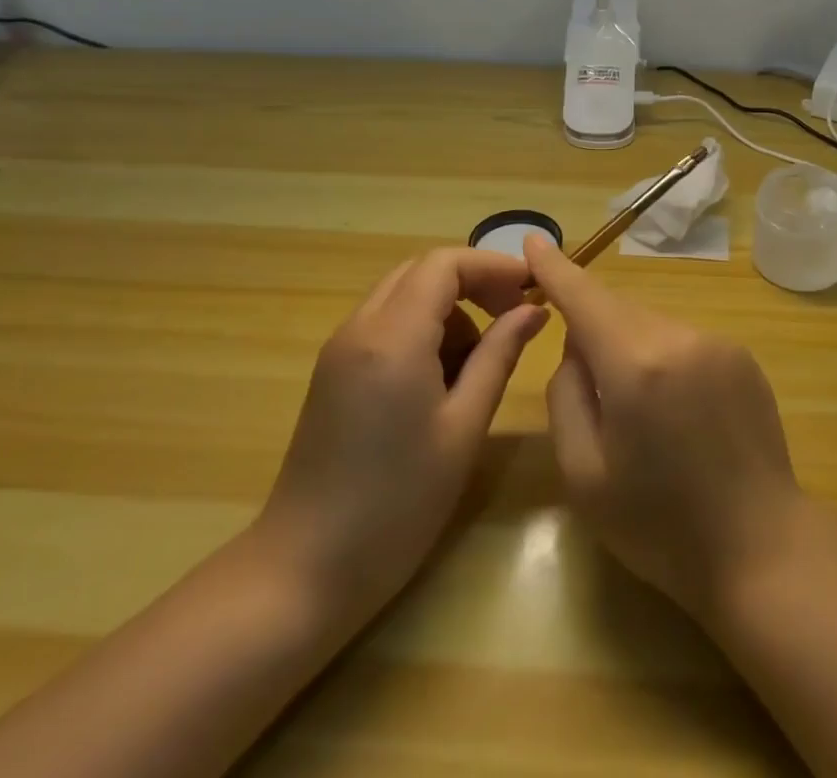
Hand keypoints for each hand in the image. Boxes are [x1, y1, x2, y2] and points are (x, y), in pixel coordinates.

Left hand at [255, 248, 548, 621]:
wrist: (303, 572)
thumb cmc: (397, 504)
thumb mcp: (463, 428)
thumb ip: (500, 356)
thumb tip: (533, 310)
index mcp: (393, 336)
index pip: (445, 264)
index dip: (492, 266)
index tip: (531, 290)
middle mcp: (360, 327)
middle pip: (422, 271)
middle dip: (472, 282)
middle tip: (513, 316)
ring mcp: (340, 349)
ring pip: (403, 295)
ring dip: (448, 309)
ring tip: (479, 362)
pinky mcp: (333, 372)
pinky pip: (385, 324)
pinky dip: (422, 330)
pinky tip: (441, 381)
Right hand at [529, 234, 806, 618]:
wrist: (762, 552)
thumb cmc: (660, 527)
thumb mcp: (584, 474)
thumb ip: (566, 394)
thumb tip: (577, 346)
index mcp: (635, 364)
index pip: (584, 296)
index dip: (555, 267)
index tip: (533, 238)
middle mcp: (679, 337)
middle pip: (618, 310)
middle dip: (593, 327)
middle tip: (587, 386)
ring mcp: (717, 343)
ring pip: (651, 325)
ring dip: (631, 348)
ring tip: (639, 415)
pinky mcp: (742, 357)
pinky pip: (684, 341)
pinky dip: (664, 359)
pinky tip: (677, 415)